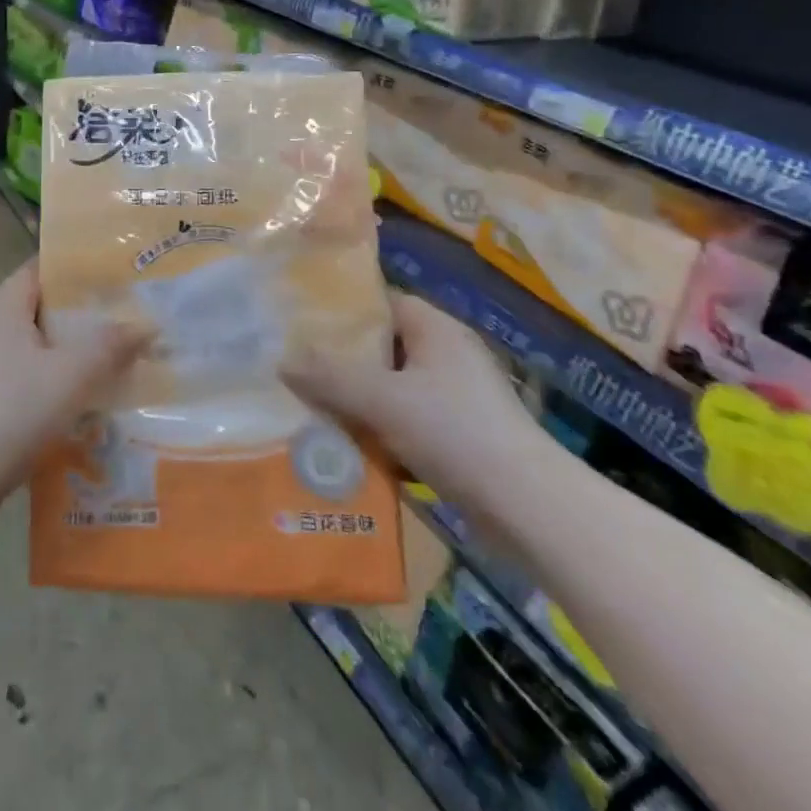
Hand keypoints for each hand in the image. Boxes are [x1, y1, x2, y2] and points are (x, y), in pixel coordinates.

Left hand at [0, 260, 145, 512]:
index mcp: (3, 307)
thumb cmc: (13, 409)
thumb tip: (146, 325)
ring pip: (31, 347)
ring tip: (109, 361)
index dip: (75, 269)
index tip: (113, 276)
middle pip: (38, 308)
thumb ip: (111, 345)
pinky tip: (77, 402)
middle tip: (121, 320)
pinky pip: (20, 377)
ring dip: (66, 353)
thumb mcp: (72, 374)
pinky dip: (48, 382)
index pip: (40, 269)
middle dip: (79, 314)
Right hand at [281, 290, 538, 519]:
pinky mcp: (461, 434)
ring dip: (359, 400)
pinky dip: (381, 430)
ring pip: (392, 388)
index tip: (302, 325)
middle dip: (342, 361)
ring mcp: (457, 396)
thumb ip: (330, 377)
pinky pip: (407, 420)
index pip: (381, 303)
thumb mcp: (383, 399)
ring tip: (311, 408)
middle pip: (382, 347)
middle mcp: (447, 354)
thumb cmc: (455, 433)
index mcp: (436, 329)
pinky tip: (349, 446)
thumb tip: (281, 360)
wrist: (529, 507)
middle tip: (298, 370)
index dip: (343, 312)